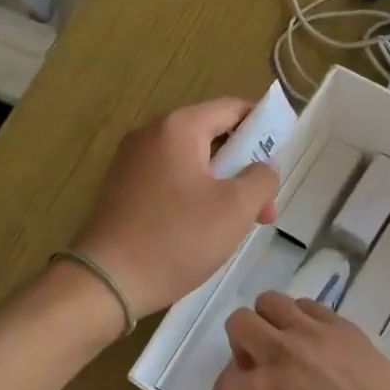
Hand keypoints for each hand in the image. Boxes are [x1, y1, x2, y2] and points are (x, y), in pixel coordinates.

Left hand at [72, 98, 279, 317]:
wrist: (108, 280)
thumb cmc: (177, 238)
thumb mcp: (235, 209)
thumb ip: (261, 179)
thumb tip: (264, 166)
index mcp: (179, 127)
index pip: (233, 108)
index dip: (264, 128)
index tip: (282, 160)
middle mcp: (151, 134)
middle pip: (213, 136)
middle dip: (245, 168)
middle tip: (264, 209)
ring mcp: (132, 161)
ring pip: (193, 162)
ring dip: (222, 186)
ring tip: (238, 225)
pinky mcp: (122, 188)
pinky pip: (170, 179)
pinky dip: (194, 195)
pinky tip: (204, 229)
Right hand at [216, 292, 389, 389]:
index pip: (226, 379)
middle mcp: (279, 354)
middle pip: (239, 322)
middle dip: (241, 343)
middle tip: (259, 363)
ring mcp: (312, 334)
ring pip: (271, 302)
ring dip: (270, 322)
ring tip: (286, 343)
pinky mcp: (342, 326)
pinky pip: (310, 305)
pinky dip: (303, 318)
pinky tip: (317, 341)